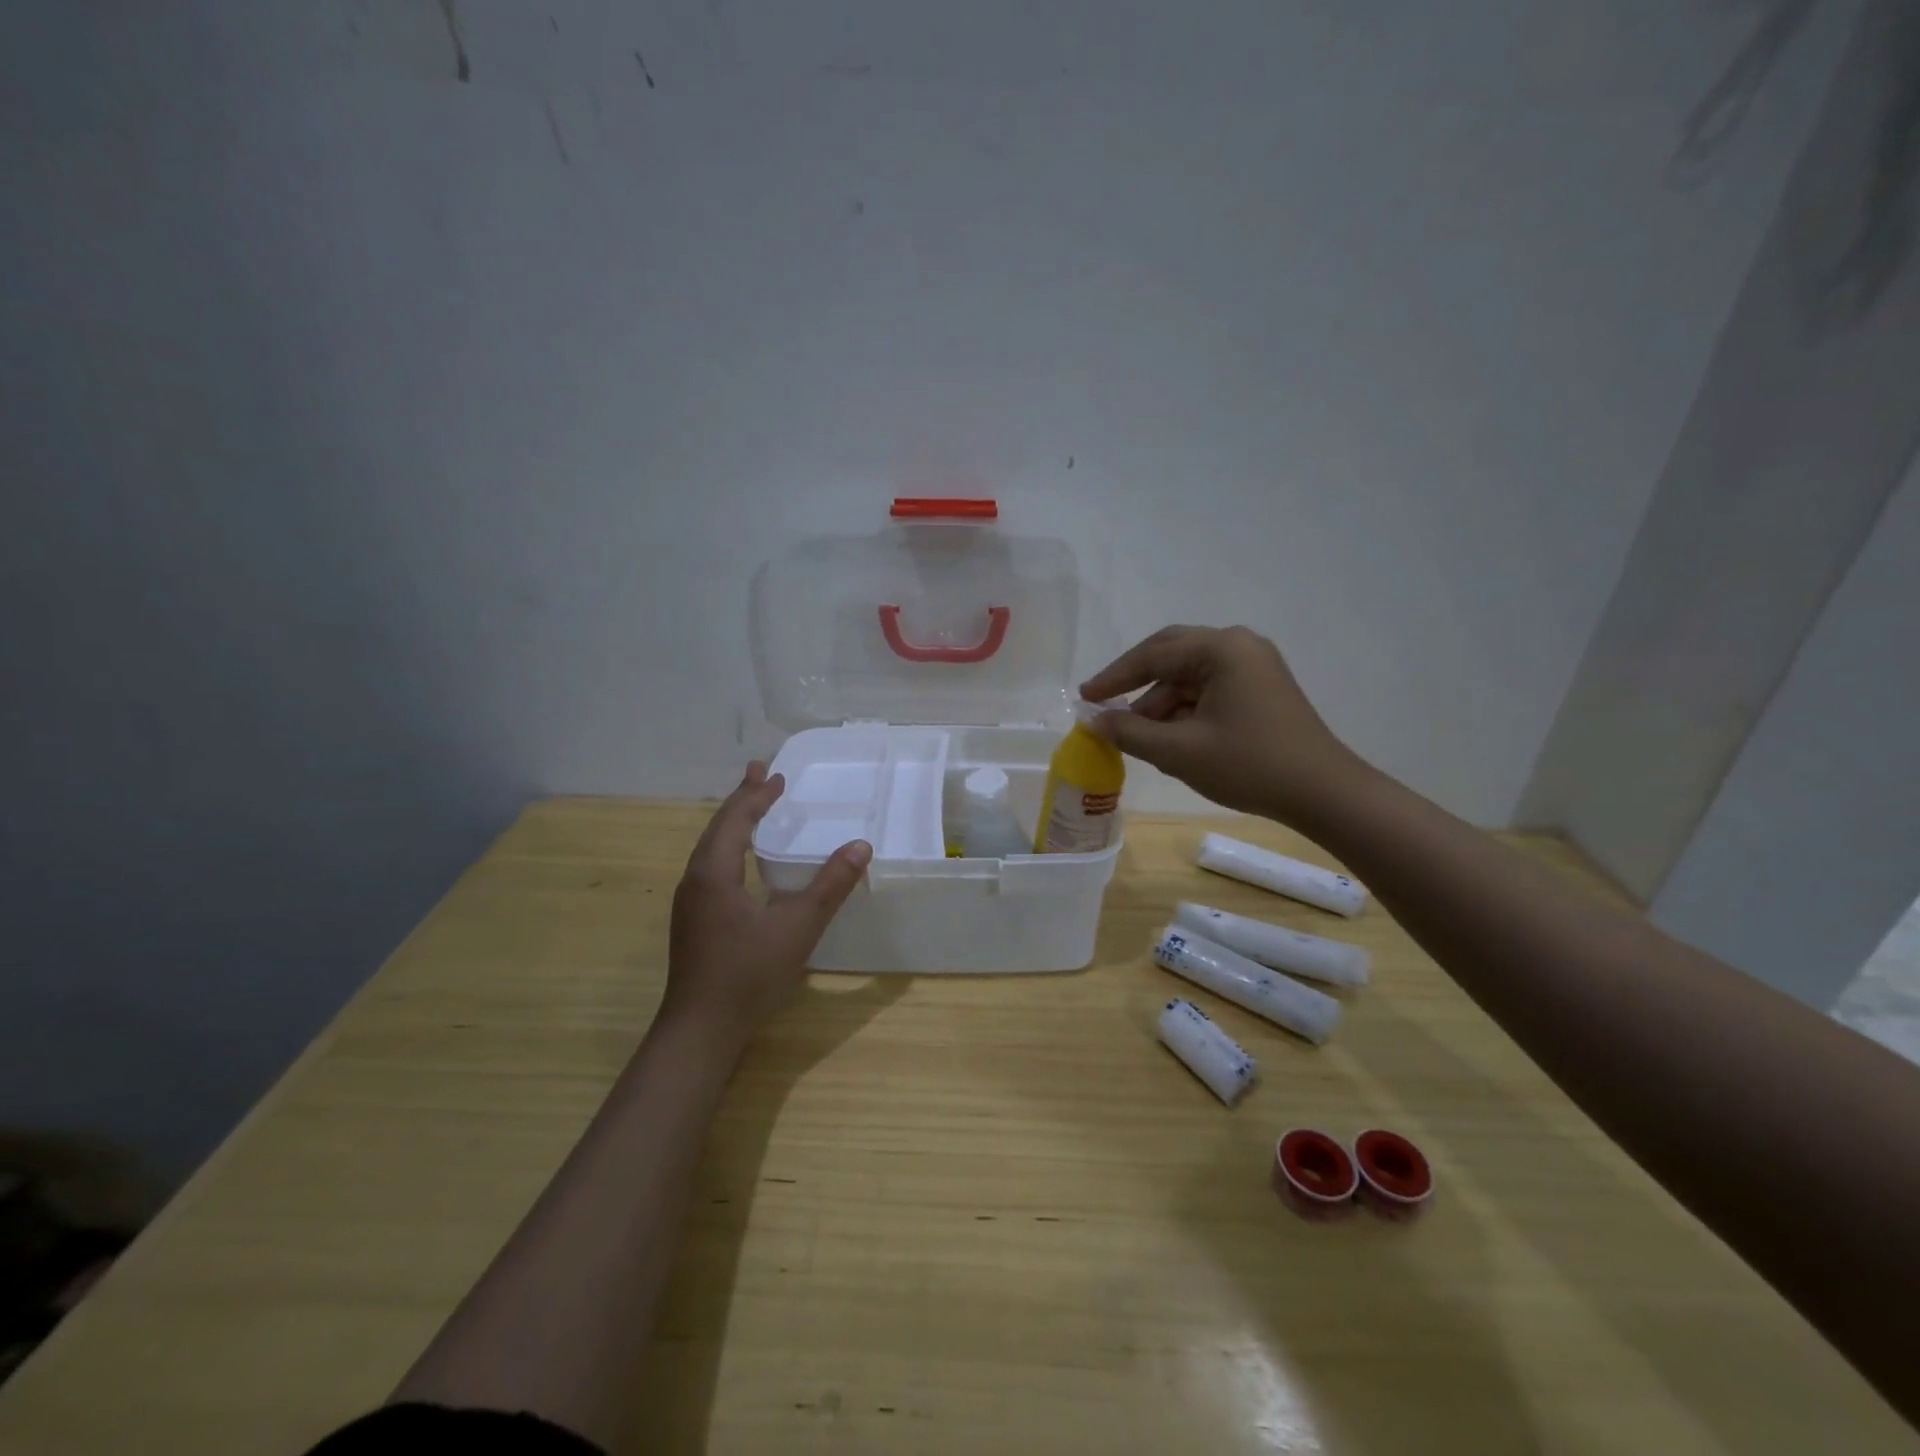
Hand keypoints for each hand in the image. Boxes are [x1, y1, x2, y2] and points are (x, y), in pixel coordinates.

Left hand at [663, 762, 871, 1047]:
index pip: (735, 820)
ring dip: (734, 823)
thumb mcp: (797, 928)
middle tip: (761, 774)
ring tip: (753, 806)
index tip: (777, 775)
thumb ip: (830, 886)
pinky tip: (743, 861)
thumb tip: (860, 846)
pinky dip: (730, 848)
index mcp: (713, 873)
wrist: (700, 1030)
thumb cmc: (748, 975)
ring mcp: (690, 902)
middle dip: (742, 800)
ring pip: (711, 848)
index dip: (757, 796)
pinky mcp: (694, 921)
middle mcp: (695, 880)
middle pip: (718, 828)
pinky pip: (711, 867)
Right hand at [1080, 625, 1363, 825]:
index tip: (1084, 697)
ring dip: (1160, 701)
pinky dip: (1184, 709)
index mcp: (1221, 648)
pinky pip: (1209, 688)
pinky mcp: (1261, 688)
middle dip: (1135, 682)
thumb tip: (1094, 721)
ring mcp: (1253, 666)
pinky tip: (1170, 737)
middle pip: (1171, 655)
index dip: (1114, 678)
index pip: (1153, 655)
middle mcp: (1238, 646)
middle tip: (1103, 704)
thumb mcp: (1180, 751)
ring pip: (1189, 675)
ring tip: (1137, 735)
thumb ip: (1130, 732)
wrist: (1323, 793)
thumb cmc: (1249, 765)